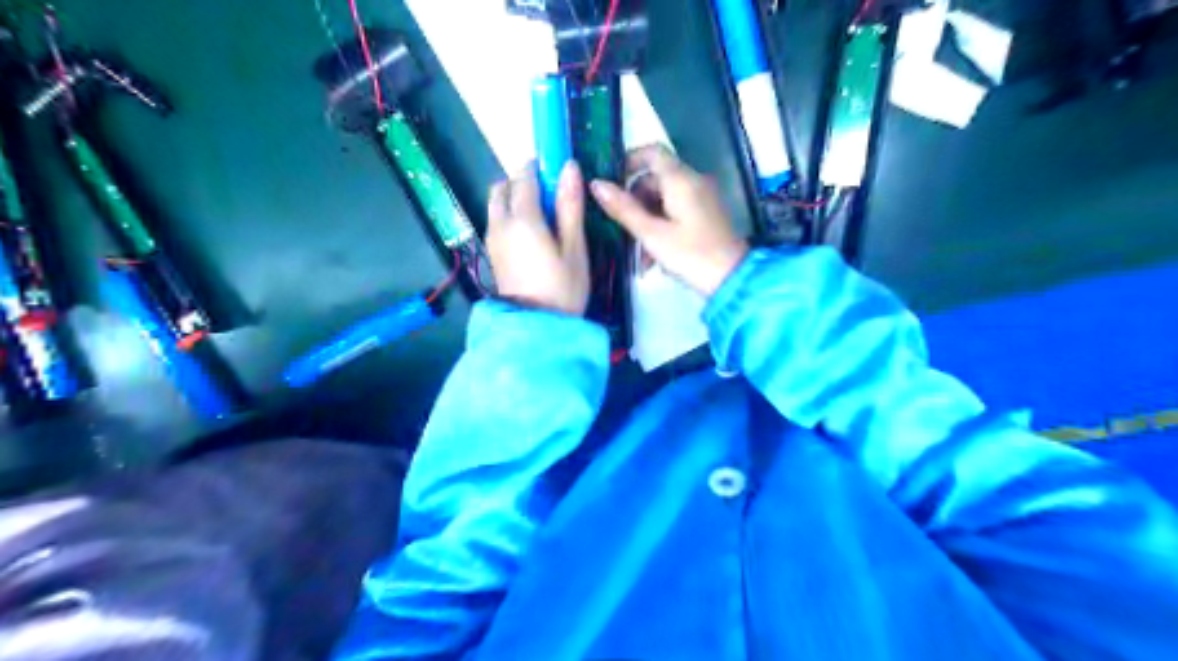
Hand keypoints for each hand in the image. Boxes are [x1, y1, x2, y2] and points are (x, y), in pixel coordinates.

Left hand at [482, 160, 587, 311]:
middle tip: (549, 197)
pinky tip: (532, 237)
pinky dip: (509, 218)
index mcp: (522, 218)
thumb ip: (569, 206)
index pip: (524, 177)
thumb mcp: (574, 248)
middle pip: (502, 188)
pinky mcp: (492, 255)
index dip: (539, 167)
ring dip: (514, 201)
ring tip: (543, 220)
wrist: (537, 328)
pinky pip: (496, 223)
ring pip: (496, 206)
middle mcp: (500, 223)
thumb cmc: (562, 288)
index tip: (556, 168)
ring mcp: (492, 240)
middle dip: (521, 183)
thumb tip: (570, 167)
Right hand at [589, 147, 744, 299]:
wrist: (732, 279)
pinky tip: (653, 259)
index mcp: (681, 180)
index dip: (628, 161)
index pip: (652, 152)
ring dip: (646, 222)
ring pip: (664, 200)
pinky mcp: (706, 216)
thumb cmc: (690, 255)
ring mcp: (702, 199)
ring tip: (637, 255)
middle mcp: (694, 182)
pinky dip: (661, 228)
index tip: (611, 182)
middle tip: (620, 228)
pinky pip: (676, 213)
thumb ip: (623, 208)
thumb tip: (596, 184)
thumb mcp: (651, 234)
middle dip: (634, 202)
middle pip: (655, 179)